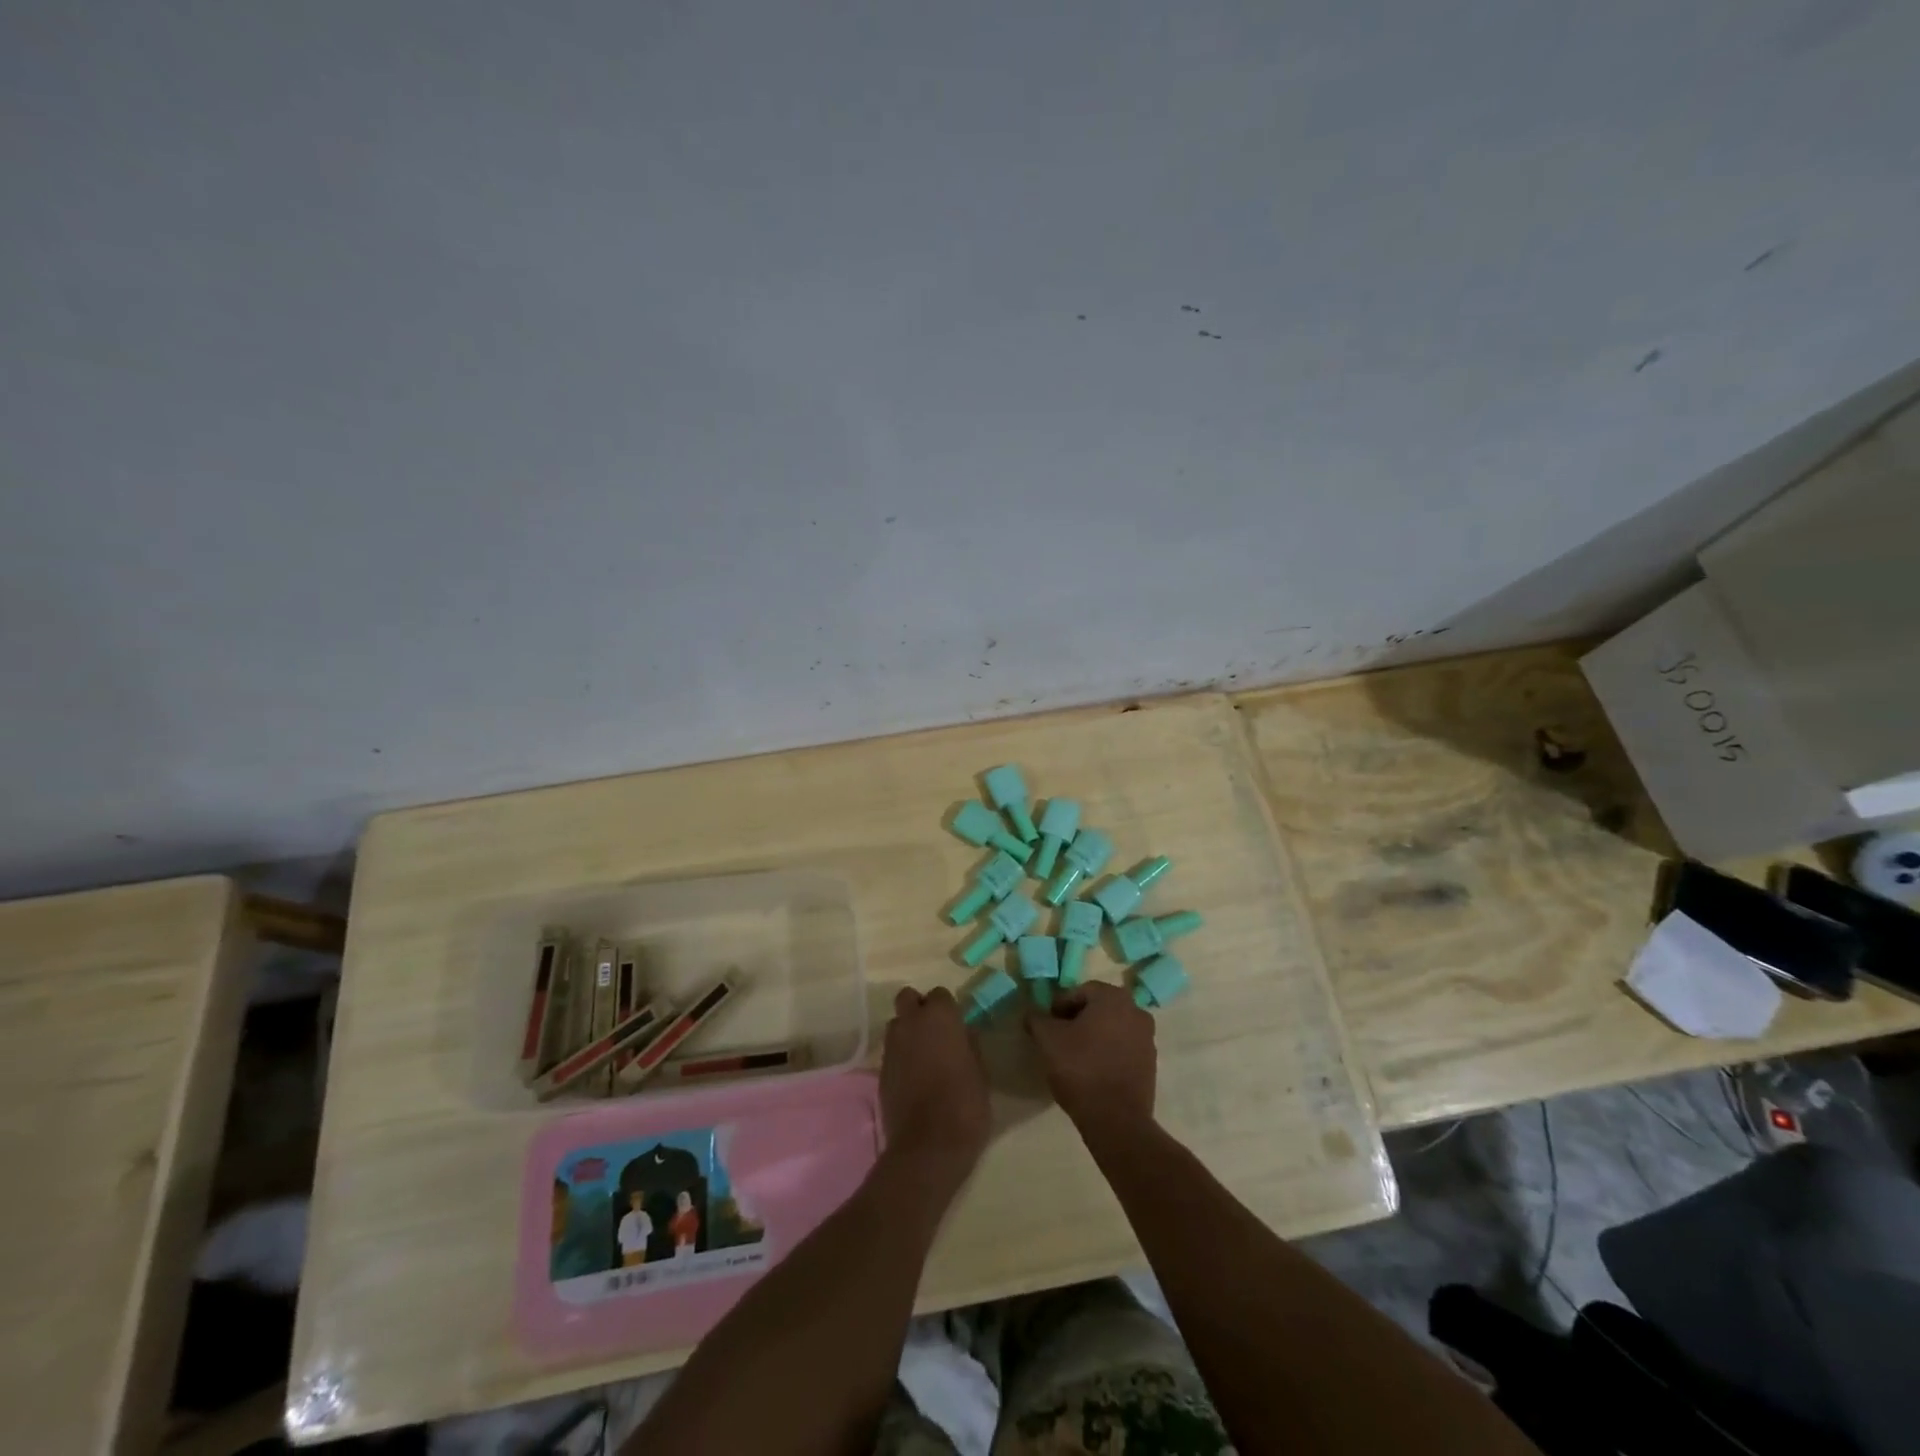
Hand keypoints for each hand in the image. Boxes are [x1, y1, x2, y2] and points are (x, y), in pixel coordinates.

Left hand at [879, 987, 990, 1183]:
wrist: (928, 1146)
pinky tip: (913, 1078)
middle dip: (918, 1008)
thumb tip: (964, 1033)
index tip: (956, 1026)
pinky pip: (891, 1051)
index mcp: (940, 1017)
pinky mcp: (880, 1071)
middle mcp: (911, 1023)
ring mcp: (892, 1046)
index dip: (947, 1008)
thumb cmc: (965, 1104)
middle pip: (908, 998)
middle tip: (935, 1031)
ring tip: (922, 1055)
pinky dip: (900, 1056)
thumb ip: (970, 1045)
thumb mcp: (980, 1072)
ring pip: (896, 1024)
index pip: (940, 994)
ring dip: (907, 1031)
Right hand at [1025, 981, 1156, 1134]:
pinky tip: (1092, 1071)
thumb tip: (1032, 1013)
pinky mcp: (1150, 1064)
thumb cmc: (1080, 1069)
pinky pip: (1123, 1048)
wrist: (1116, 1120)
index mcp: (1113, 998)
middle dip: (1077, 1020)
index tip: (1047, 1026)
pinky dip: (1107, 1053)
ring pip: (1112, 1028)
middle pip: (1098, 1008)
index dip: (1059, 1006)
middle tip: (1058, 1039)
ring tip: (1074, 1057)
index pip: (1079, 991)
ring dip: (1093, 1036)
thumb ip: (1037, 1019)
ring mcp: (1147, 1038)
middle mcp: (1136, 1011)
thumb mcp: (1047, 1040)